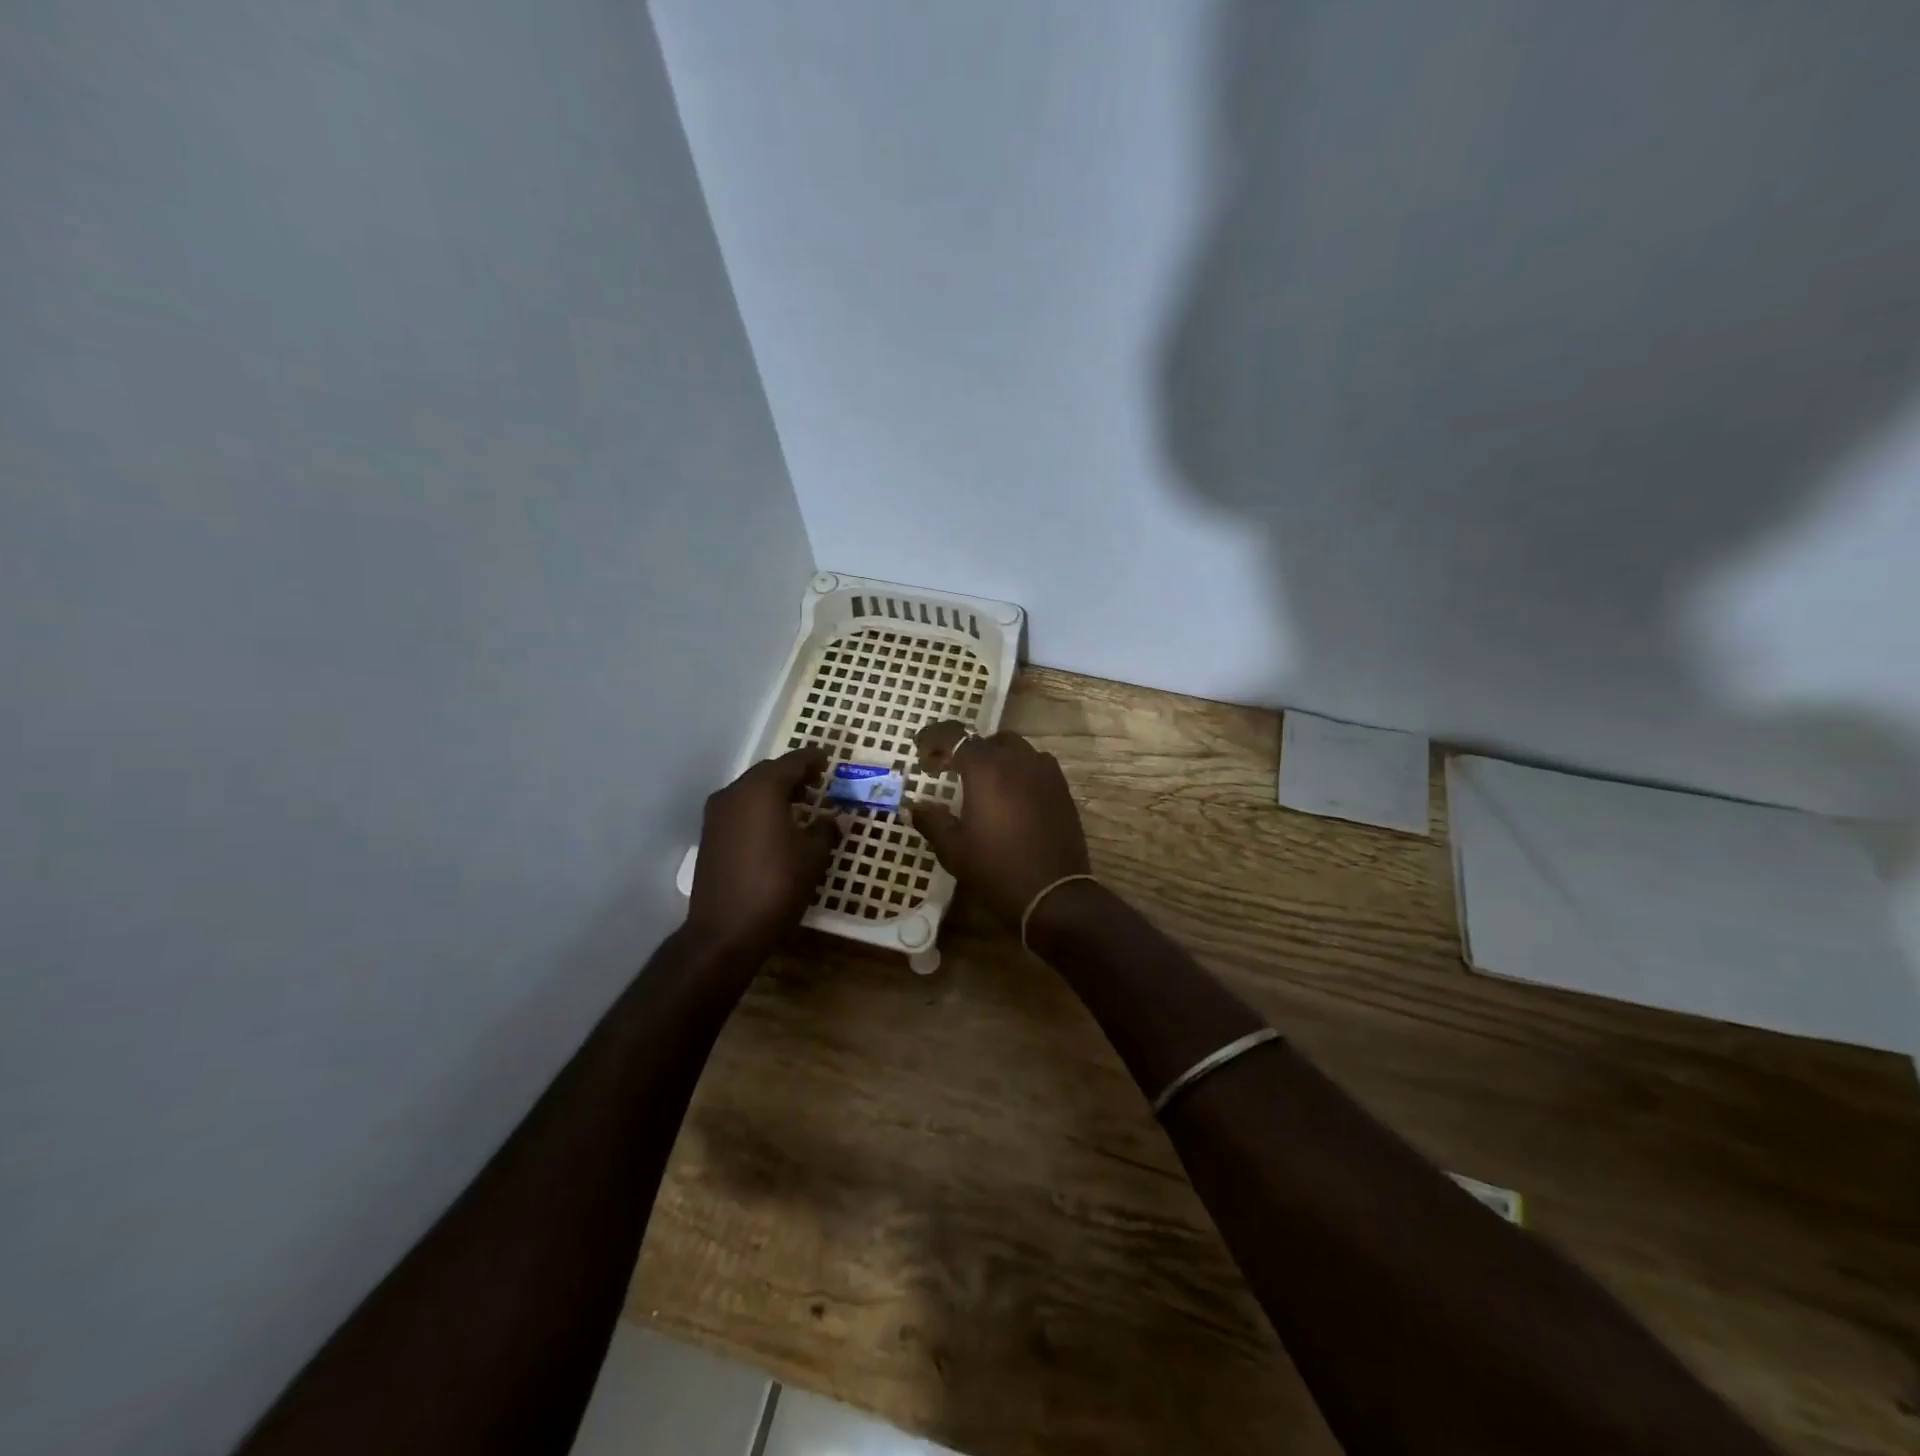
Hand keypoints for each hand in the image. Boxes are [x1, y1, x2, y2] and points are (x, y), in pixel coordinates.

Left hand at [688, 747, 840, 959]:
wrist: (726, 930)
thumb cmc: (777, 885)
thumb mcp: (813, 856)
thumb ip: (825, 830)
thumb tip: (833, 820)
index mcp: (762, 789)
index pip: (792, 762)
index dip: (813, 759)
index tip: (828, 759)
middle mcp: (734, 793)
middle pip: (768, 772)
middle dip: (794, 775)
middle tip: (818, 782)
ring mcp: (717, 815)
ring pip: (751, 791)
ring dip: (775, 792)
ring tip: (801, 805)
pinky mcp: (710, 836)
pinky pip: (740, 809)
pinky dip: (760, 809)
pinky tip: (777, 826)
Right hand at [908, 722, 1090, 924]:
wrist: (1054, 895)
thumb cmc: (996, 869)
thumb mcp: (953, 848)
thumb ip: (931, 820)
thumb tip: (912, 807)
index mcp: (986, 768)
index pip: (953, 735)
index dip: (932, 738)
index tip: (920, 753)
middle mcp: (1017, 759)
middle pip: (985, 740)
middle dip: (962, 749)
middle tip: (945, 770)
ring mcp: (1045, 772)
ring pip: (1013, 749)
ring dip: (991, 758)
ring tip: (978, 782)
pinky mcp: (1061, 788)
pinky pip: (1034, 765)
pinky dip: (1016, 770)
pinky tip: (1008, 795)